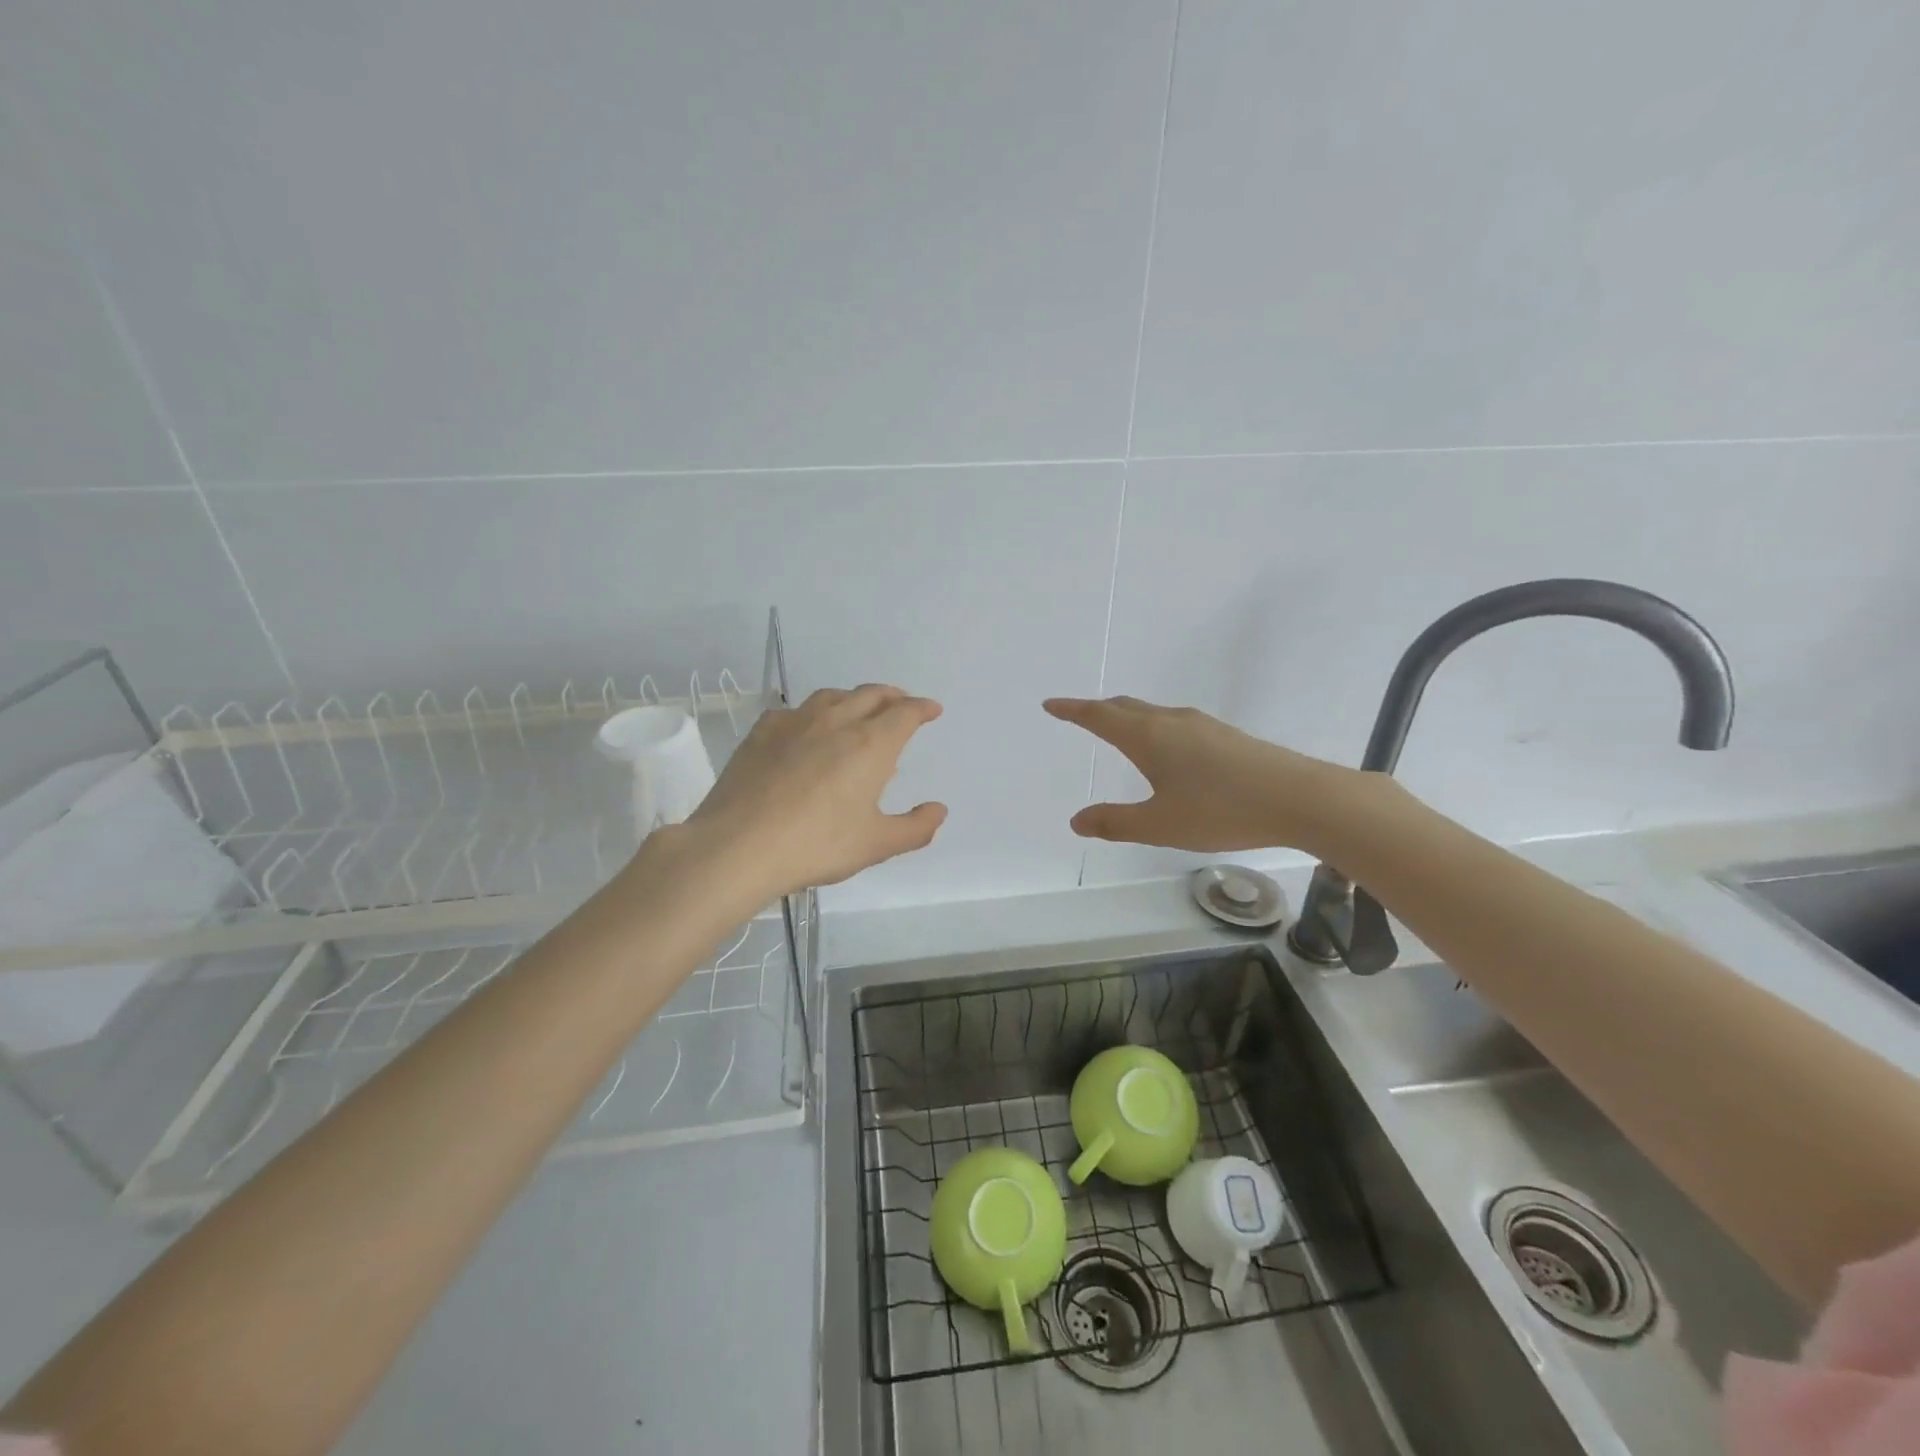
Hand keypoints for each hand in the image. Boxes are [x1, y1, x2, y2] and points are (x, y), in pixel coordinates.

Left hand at [684, 684, 946, 897]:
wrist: (739, 846)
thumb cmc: (816, 845)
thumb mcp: (875, 845)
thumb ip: (915, 828)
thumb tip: (939, 810)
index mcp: (870, 744)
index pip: (905, 713)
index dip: (922, 709)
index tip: (932, 710)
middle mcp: (836, 721)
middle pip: (871, 694)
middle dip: (893, 696)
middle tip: (901, 705)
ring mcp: (795, 722)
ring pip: (833, 696)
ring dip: (854, 697)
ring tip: (858, 710)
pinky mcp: (762, 731)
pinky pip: (795, 710)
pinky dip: (813, 712)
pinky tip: (807, 728)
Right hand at [1044, 696, 1355, 853]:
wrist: (1299, 798)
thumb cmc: (1220, 810)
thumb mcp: (1160, 825)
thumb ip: (1115, 822)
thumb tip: (1077, 820)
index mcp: (1148, 737)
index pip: (1099, 716)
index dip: (1072, 710)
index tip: (1051, 704)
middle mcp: (1172, 721)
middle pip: (1125, 707)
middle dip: (1098, 710)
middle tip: (1079, 716)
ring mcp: (1202, 725)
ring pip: (1153, 714)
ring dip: (1128, 718)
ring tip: (1119, 731)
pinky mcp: (1226, 736)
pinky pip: (1175, 724)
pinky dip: (1154, 728)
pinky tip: (1168, 751)